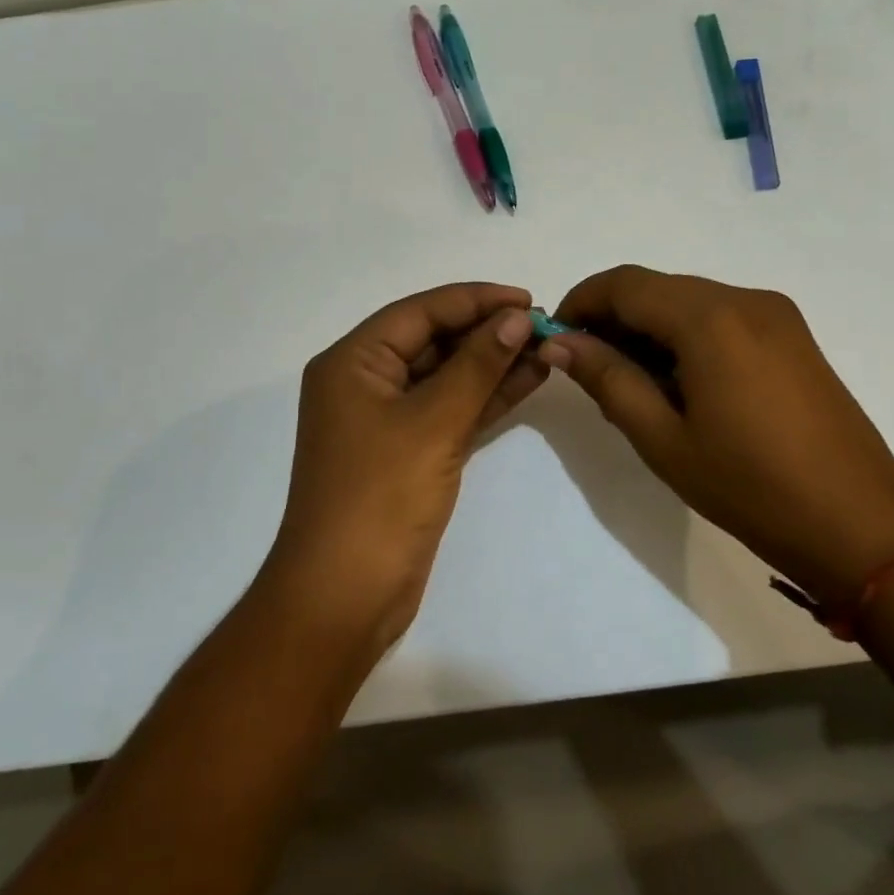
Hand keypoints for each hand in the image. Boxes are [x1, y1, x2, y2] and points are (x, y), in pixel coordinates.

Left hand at [263, 283, 548, 655]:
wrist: (345, 595)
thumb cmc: (380, 497)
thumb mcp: (433, 422)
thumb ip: (477, 366)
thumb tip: (516, 318)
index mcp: (353, 362)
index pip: (420, 312)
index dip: (475, 300)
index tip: (527, 299)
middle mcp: (366, 382)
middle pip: (433, 340)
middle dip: (487, 332)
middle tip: (544, 326)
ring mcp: (387, 420)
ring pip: (446, 377)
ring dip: (493, 364)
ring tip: (547, 350)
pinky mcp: (409, 452)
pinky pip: (451, 410)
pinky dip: (486, 398)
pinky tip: (528, 381)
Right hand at [542, 266, 893, 605]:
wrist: (857, 523)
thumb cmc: (749, 487)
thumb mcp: (663, 438)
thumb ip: (607, 378)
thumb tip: (559, 342)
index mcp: (710, 319)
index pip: (625, 284)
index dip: (581, 302)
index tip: (555, 337)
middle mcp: (745, 299)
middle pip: (658, 288)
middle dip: (614, 317)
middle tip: (588, 368)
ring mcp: (776, 314)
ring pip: (690, 301)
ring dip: (649, 328)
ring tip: (631, 383)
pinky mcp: (792, 335)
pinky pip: (722, 317)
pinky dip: (686, 336)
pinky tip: (679, 383)